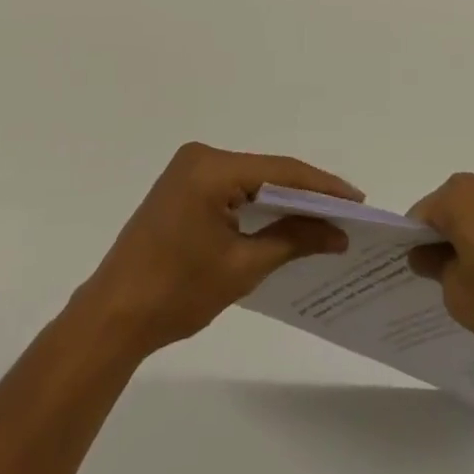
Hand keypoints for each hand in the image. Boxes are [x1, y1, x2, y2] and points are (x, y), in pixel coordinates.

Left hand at [73, 142, 362, 357]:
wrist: (114, 315)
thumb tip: (338, 233)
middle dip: (306, 193)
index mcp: (210, 168)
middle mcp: (199, 157)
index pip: (280, 170)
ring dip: (283, 200)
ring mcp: (187, 171)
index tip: (359, 201)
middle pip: (266, 171)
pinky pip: (232, 188)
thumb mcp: (243, 267)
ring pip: (250, 180)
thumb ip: (293, 240)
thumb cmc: (177, 292)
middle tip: (348, 213)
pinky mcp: (182, 188)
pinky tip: (284, 221)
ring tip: (326, 219)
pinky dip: (258, 204)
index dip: (322, 186)